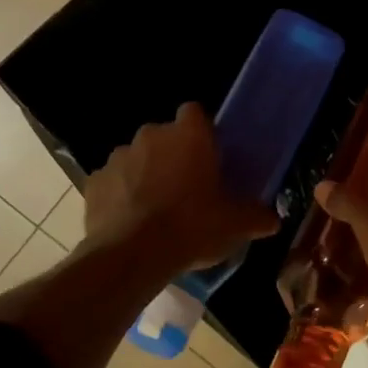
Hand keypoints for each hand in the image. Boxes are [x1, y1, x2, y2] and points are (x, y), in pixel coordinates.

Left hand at [84, 103, 278, 272]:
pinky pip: (112, 182)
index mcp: (188, 136)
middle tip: (185, 188)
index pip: (195, 112)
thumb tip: (273, 220)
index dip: (201, 131)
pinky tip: (129, 221)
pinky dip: (119, 195)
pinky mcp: (94, 181)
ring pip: (136, 157)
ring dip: (144, 174)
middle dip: (172, 155)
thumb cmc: (191, 228)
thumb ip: (256, 217)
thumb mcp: (234, 226)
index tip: (208, 155)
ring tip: (154, 208)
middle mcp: (151, 135)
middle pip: (164, 136)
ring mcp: (118, 156)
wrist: (132, 255)